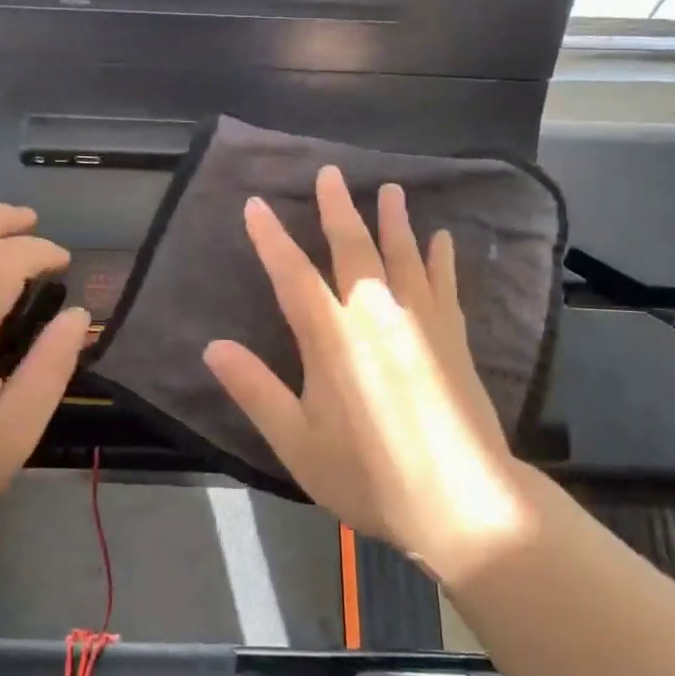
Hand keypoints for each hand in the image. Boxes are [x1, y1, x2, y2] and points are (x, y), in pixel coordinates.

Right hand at [203, 167, 533, 581]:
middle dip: (338, 209)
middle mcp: (376, 315)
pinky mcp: (453, 337)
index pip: (292, 275)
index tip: (256, 205)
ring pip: (404, 256)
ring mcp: (421, 322)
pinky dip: (442, 258)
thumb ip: (255, 391)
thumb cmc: (370, 476)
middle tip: (331, 173)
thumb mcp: (298, 443)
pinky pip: (445, 284)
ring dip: (394, 220)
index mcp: (332, 338)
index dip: (271, 238)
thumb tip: (212, 346)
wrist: (462, 502)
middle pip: (353, 249)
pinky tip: (442, 238)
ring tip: (391, 189)